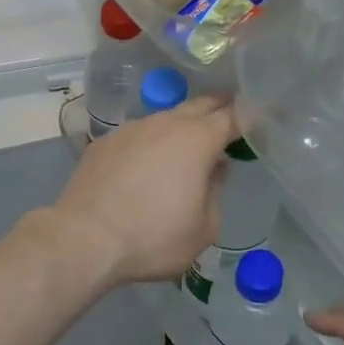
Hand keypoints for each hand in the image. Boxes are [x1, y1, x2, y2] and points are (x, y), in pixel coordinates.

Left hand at [46, 97, 241, 291]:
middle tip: (229, 119)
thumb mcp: (203, 229)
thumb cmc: (152, 238)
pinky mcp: (105, 141)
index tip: (259, 119)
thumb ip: (216, 192)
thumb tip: (214, 169)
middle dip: (217, 109)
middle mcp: (165, 123)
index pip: (232, 116)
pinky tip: (145, 164)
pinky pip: (138, 134)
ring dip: (181, 127)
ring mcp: (131, 128)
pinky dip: (150, 142)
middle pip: (199, 105)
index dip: (249, 116)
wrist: (85, 239)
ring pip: (166, 118)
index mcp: (196, 140)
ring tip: (185, 147)